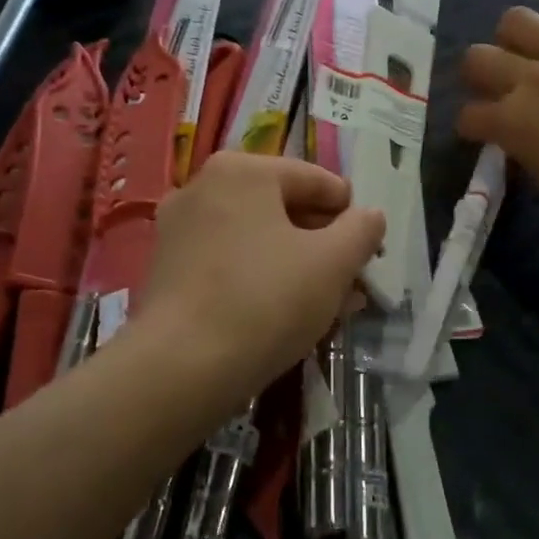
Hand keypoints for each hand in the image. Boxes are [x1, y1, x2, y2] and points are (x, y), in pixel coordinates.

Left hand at [139, 152, 383, 408]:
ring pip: (258, 239)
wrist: (180, 368)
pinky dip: (261, 279)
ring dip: (298, 266)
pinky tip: (285, 313)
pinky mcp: (168, 269)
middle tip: (353, 283)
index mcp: (243, 170)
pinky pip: (230, 262)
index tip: (371, 253)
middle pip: (284, 209)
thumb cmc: (265, 300)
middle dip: (325, 245)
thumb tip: (370, 216)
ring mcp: (180, 228)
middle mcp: (204, 187)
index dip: (352, 216)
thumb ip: (362, 230)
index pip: (317, 181)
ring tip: (329, 305)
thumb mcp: (332, 263)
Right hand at [458, 8, 538, 248]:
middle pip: (478, 57)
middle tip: (494, 86)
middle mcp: (534, 80)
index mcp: (514, 123)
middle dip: (477, 74)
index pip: (469, 115)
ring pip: (519, 21)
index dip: (471, 126)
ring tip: (530, 55)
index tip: (479, 133)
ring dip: (515, 39)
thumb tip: (521, 140)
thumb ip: (526, 152)